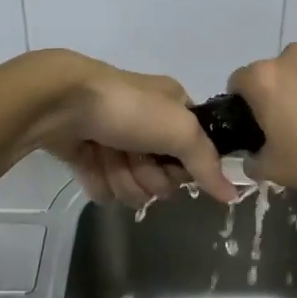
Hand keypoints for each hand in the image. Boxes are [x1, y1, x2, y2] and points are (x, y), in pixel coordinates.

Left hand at [27, 52, 238, 206]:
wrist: (63, 103)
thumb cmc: (129, 109)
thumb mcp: (181, 130)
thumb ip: (208, 164)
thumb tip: (233, 195)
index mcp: (173, 107)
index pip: (195, 152)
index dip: (185, 166)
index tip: (174, 164)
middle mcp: (147, 123)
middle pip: (163, 177)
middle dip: (149, 175)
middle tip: (135, 158)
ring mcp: (116, 139)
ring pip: (133, 186)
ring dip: (122, 178)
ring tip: (108, 157)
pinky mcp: (87, 154)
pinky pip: (104, 188)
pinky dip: (98, 180)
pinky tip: (91, 162)